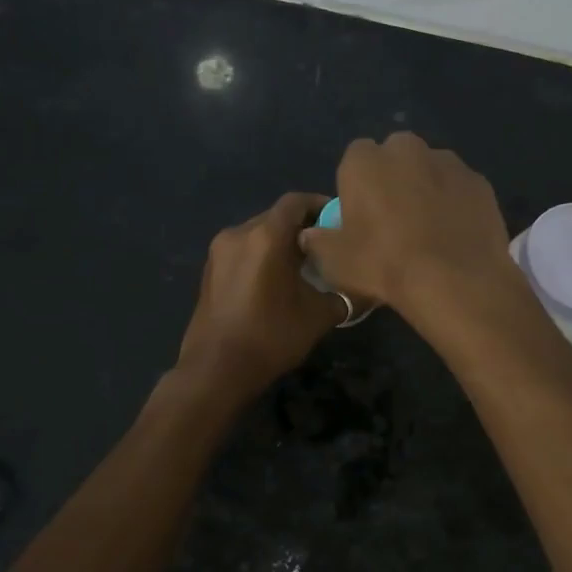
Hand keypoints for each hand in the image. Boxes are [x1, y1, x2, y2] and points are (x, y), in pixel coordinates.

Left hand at [174, 192, 343, 400]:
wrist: (216, 370)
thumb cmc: (271, 337)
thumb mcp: (318, 316)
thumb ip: (342, 294)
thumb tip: (361, 288)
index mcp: (266, 236)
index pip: (296, 202)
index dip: (320, 205)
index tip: (339, 220)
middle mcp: (239, 233)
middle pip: (276, 216)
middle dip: (302, 227)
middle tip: (326, 247)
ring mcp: (219, 251)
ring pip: (258, 233)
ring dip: (280, 243)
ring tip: (303, 265)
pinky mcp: (209, 270)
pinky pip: (242, 251)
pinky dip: (262, 256)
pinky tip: (276, 281)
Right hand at [297, 133, 521, 320]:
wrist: (454, 280)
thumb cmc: (384, 264)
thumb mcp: (335, 262)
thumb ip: (318, 241)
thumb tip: (311, 235)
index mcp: (364, 161)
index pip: (354, 159)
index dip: (357, 185)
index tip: (361, 215)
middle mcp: (406, 149)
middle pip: (395, 156)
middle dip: (393, 178)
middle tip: (394, 220)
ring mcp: (448, 161)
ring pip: (430, 169)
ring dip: (426, 188)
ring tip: (429, 230)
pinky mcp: (479, 181)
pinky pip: (459, 188)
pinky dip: (456, 203)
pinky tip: (455, 234)